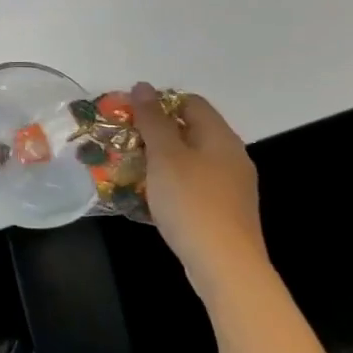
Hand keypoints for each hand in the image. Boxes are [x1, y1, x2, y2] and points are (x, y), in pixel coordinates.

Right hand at [131, 83, 267, 301]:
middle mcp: (230, 156)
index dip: (158, 102)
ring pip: (188, 159)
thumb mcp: (165, 156)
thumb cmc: (192, 202)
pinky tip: (147, 195)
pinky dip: (169, 182)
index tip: (128, 115)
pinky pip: (191, 184)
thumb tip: (143, 86)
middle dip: (153, 132)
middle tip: (121, 141)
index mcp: (220, 138)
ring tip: (128, 167)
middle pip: (189, 130)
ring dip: (158, 159)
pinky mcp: (221, 210)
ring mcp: (229, 185)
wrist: (224, 265)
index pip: (190, 102)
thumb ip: (152, 120)